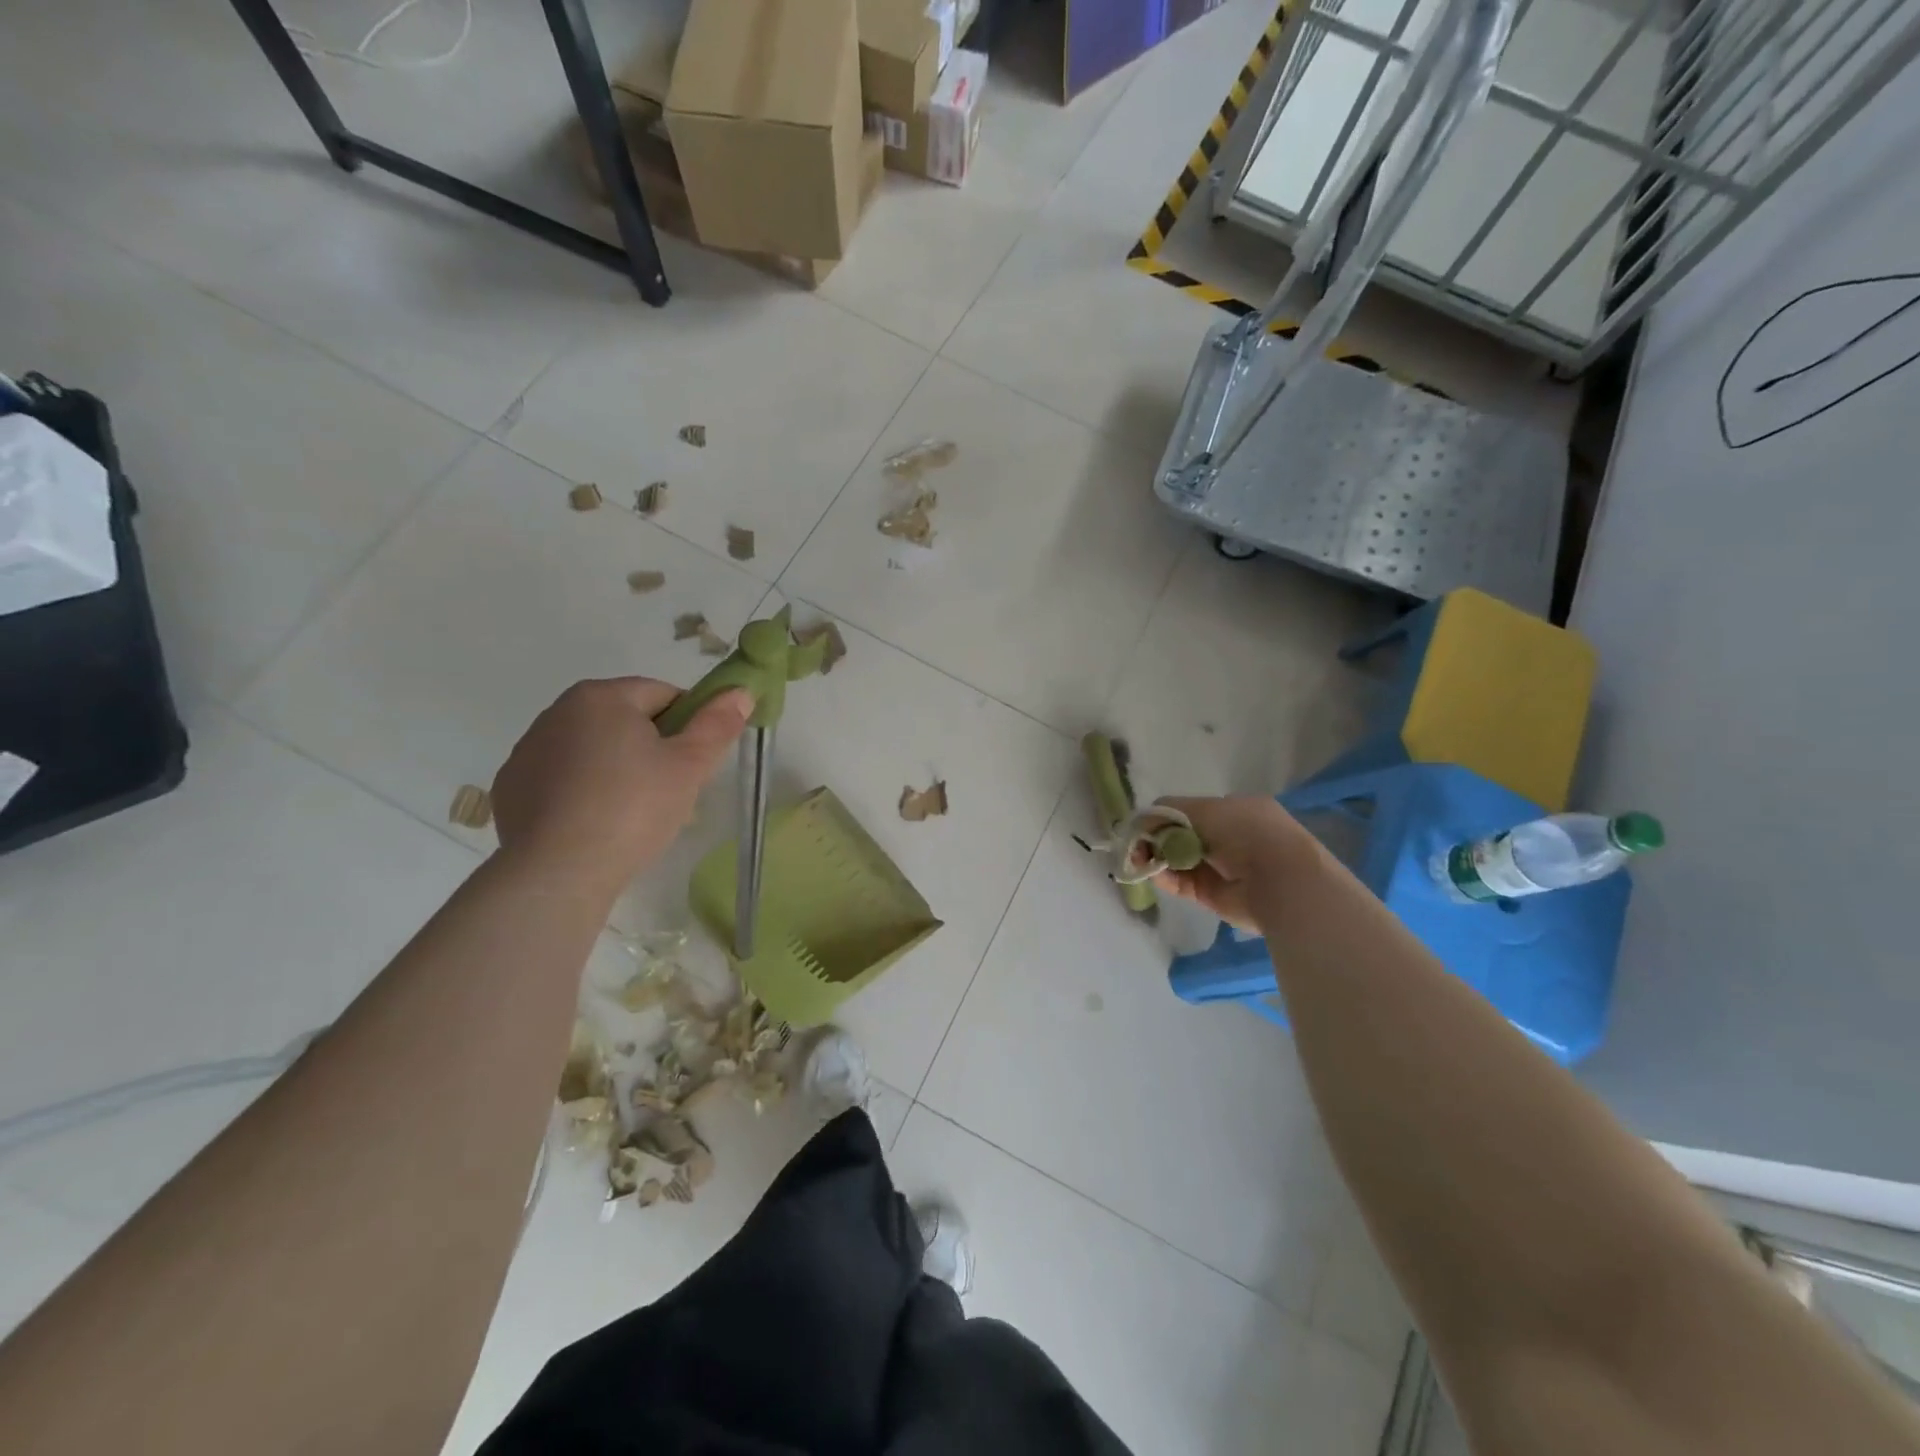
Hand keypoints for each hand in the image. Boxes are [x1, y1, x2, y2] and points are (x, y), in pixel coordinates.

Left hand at [491, 678, 751, 894]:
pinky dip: (582, 792)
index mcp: (602, 697)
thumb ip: (717, 724)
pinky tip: (596, 825)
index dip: (690, 724)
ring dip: (618, 769)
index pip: (664, 694)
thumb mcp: (689, 766)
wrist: (558, 872)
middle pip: (625, 720)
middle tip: (672, 790)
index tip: (696, 761)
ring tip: (635, 815)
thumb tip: (740, 691)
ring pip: (593, 750)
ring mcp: (528, 751)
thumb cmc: (633, 809)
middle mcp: (557, 712)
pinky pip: (562, 779)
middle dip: (653, 748)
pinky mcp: (510, 788)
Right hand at [1151, 795, 1320, 931]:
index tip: (1145, 823)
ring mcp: (1219, 868)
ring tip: (1139, 858)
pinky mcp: (1212, 895)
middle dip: (1156, 838)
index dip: (1165, 817)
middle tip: (1138, 844)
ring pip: (1177, 859)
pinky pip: (1180, 883)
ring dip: (1156, 857)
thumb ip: (1169, 812)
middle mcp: (1227, 838)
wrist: (1282, 881)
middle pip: (1179, 836)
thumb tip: (1142, 821)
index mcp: (1234, 811)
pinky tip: (1152, 871)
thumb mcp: (1206, 809)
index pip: (1189, 811)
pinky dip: (1164, 877)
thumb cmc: (1247, 832)